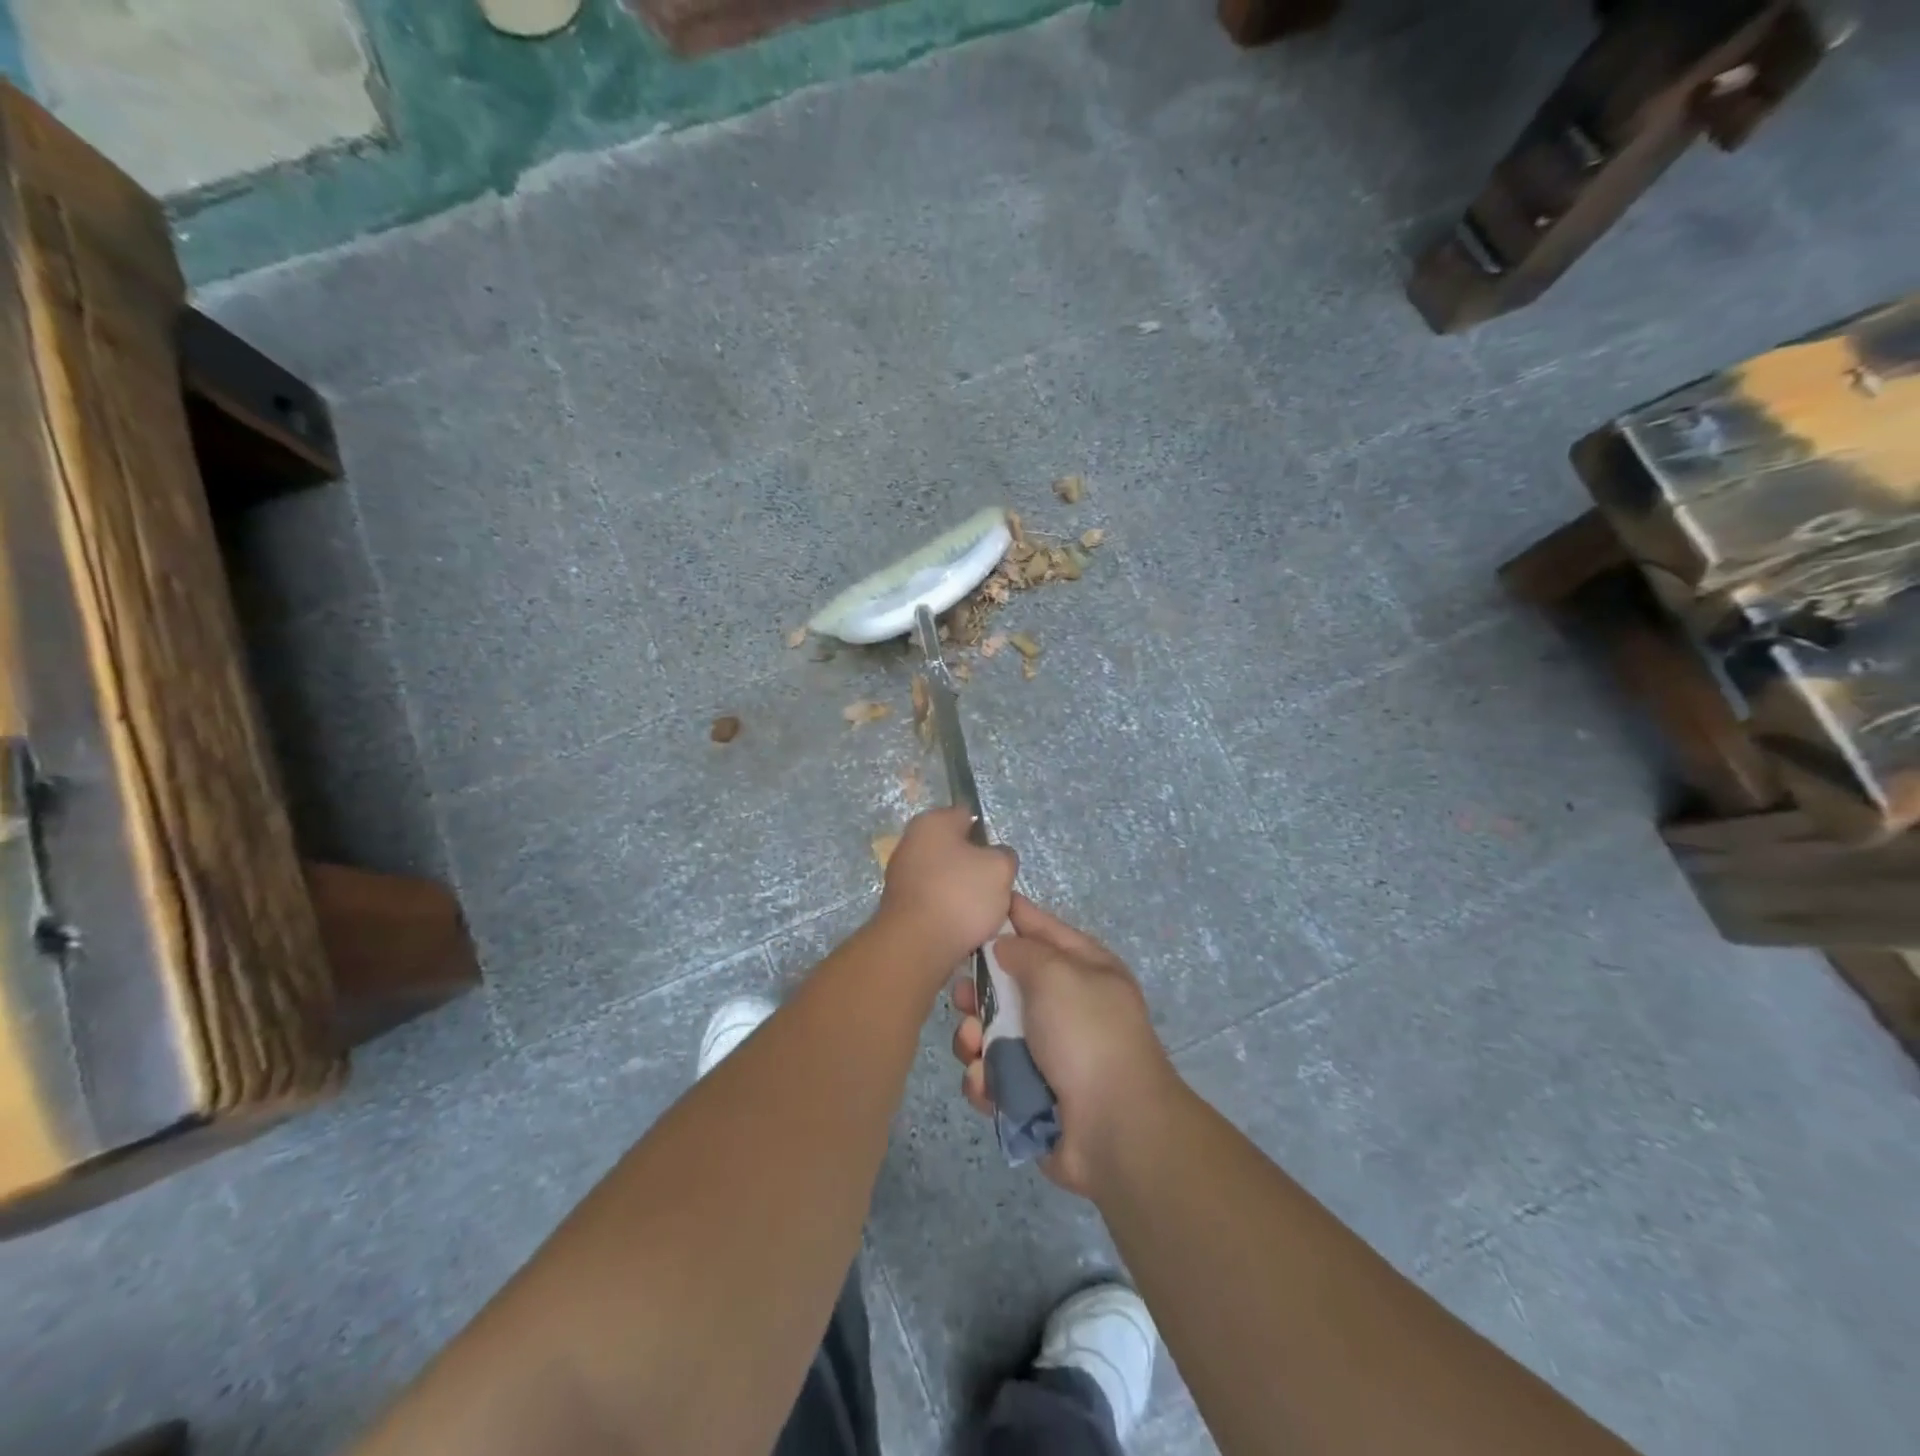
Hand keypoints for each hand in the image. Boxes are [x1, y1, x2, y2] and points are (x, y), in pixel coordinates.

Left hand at [874, 806, 1017, 982]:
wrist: (915, 945)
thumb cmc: (960, 895)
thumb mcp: (1000, 867)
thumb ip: (1004, 854)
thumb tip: (994, 858)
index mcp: (932, 821)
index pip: (966, 815)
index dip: (987, 835)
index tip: (999, 860)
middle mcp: (910, 841)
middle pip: (955, 848)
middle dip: (974, 867)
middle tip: (994, 889)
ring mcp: (901, 873)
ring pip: (945, 877)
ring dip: (962, 892)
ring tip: (980, 914)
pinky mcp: (899, 904)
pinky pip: (933, 900)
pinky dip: (947, 910)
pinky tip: (960, 927)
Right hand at [950, 894, 1176, 1197]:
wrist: (1115, 1129)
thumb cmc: (1086, 1035)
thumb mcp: (1057, 973)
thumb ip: (1023, 949)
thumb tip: (1003, 945)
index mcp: (1085, 969)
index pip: (1043, 929)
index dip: (1011, 917)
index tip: (974, 906)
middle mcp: (1067, 1007)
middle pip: (1009, 984)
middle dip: (979, 990)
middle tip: (961, 996)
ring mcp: (1049, 1054)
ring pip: (992, 1033)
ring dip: (973, 1038)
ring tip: (971, 1045)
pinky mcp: (1030, 1095)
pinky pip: (993, 1077)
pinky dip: (984, 1080)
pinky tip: (985, 1083)